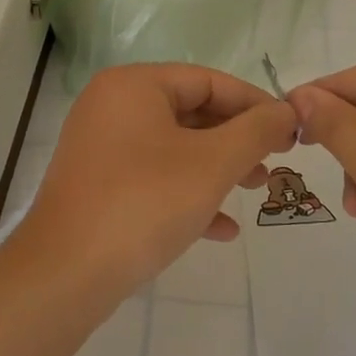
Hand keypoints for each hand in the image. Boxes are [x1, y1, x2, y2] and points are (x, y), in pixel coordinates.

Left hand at [22, 63, 296, 291]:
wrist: (65, 275)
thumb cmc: (144, 203)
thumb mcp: (212, 164)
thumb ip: (256, 131)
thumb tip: (288, 110)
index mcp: (134, 86)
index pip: (208, 80)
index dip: (255, 104)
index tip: (291, 130)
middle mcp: (112, 107)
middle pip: (191, 112)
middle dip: (237, 139)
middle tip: (275, 162)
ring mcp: (101, 148)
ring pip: (175, 148)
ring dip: (219, 167)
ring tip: (256, 189)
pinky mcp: (97, 186)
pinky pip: (153, 179)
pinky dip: (188, 194)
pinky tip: (222, 228)